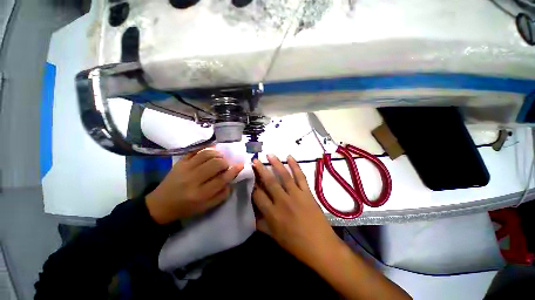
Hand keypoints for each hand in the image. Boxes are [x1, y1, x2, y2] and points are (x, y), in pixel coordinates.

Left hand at [146, 149, 243, 223]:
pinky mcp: (180, 162)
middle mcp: (193, 179)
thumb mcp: (206, 207)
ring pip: (207, 154)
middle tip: (225, 166)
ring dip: (217, 154)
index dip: (233, 171)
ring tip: (218, 158)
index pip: (222, 179)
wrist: (160, 204)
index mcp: (200, 194)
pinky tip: (210, 151)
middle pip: (216, 164)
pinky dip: (206, 149)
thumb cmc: (186, 207)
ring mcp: (185, 168)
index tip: (241, 166)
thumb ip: (221, 195)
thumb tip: (231, 181)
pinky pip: (195, 150)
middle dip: (225, 163)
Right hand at [252, 155, 344, 266]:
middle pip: (269, 182)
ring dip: (276, 163)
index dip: (253, 186)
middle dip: (260, 170)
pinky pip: (300, 176)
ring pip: (284, 176)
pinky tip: (290, 157)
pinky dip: (295, 165)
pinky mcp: (307, 192)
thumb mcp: (274, 237)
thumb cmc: (296, 245)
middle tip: (255, 160)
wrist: (321, 247)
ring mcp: (296, 195)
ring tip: (269, 154)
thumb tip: (253, 214)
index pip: (258, 196)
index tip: (251, 179)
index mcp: (272, 214)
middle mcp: (282, 201)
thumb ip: (262, 224)